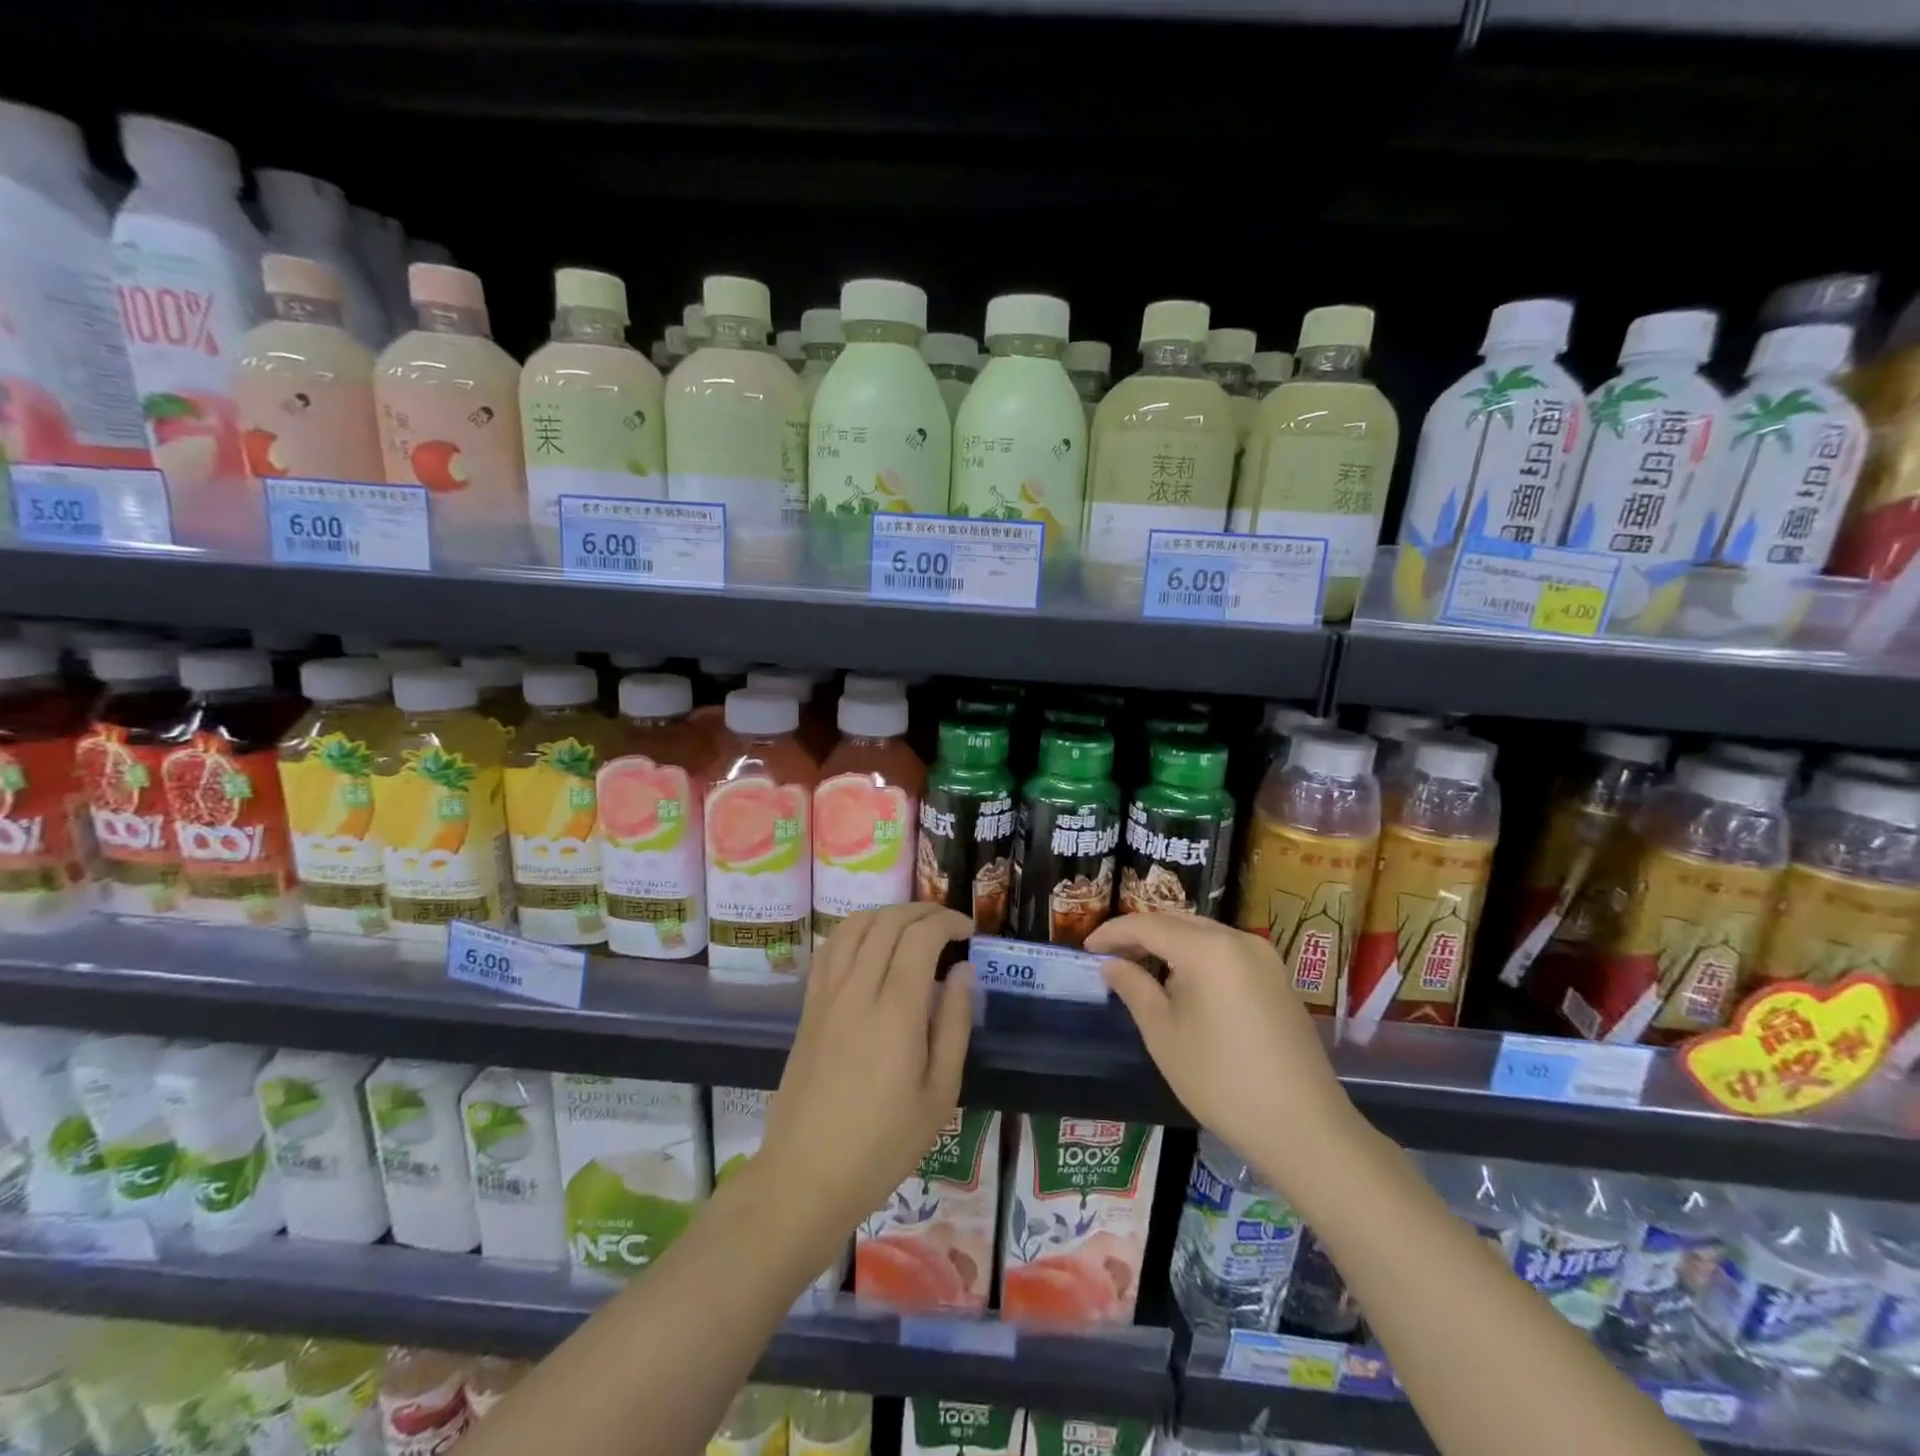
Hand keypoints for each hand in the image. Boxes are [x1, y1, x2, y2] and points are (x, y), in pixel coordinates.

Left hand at [761, 904, 975, 1251]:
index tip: (969, 930)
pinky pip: (831, 947)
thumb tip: (963, 970)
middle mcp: (857, 989)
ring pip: (856, 925)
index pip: (920, 936)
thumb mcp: (940, 1093)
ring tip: (913, 929)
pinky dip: (856, 930)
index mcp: (895, 1011)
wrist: (806, 1174)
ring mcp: (827, 994)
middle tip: (948, 925)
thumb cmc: (884, 1142)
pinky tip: (871, 945)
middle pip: (888, 921)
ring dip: (889, 914)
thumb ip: (955, 1023)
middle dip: (924, 911)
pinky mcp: (809, 1005)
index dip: (948, 921)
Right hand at [1085, 914, 1358, 1183]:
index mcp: (1208, 948)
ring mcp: (1264, 958)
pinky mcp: (1277, 979)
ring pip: (1203, 935)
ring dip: (1169, 944)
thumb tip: (1112, 964)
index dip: (1113, 933)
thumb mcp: (1164, 1034)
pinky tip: (1182, 984)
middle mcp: (1238, 940)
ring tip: (1140, 968)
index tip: (1087, 948)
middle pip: (1178, 922)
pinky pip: (1226, 952)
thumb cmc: (1221, 1080)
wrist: (1304, 1128)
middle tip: (1110, 957)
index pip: (1148, 924)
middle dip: (1140, 934)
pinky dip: (1196, 957)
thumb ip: (1134, 988)